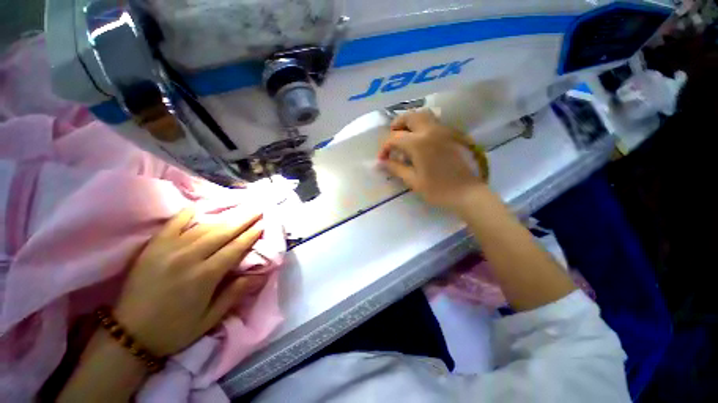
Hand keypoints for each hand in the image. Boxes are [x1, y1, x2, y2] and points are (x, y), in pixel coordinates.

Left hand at [114, 208, 265, 356]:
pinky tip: (199, 207)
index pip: (235, 248)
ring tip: (240, 207)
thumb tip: (257, 275)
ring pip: (203, 227)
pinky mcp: (153, 247)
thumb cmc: (174, 329)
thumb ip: (234, 294)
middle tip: (258, 208)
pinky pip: (172, 224)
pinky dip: (186, 214)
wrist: (128, 334)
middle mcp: (189, 258)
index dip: (251, 234)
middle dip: (243, 219)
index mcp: (205, 276)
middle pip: (223, 232)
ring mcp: (169, 250)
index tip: (263, 223)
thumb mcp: (209, 320)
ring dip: (225, 216)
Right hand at [379, 110, 484, 211]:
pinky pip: (434, 122)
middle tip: (392, 140)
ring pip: (423, 115)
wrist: (467, 193)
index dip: (385, 148)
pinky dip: (422, 125)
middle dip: (396, 126)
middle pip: (409, 117)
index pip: (394, 138)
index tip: (383, 159)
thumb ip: (396, 168)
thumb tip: (382, 162)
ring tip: (405, 136)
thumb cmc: (438, 190)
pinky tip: (421, 141)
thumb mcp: (413, 181)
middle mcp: (431, 131)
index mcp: (419, 143)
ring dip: (410, 122)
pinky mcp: (452, 134)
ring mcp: (444, 130)